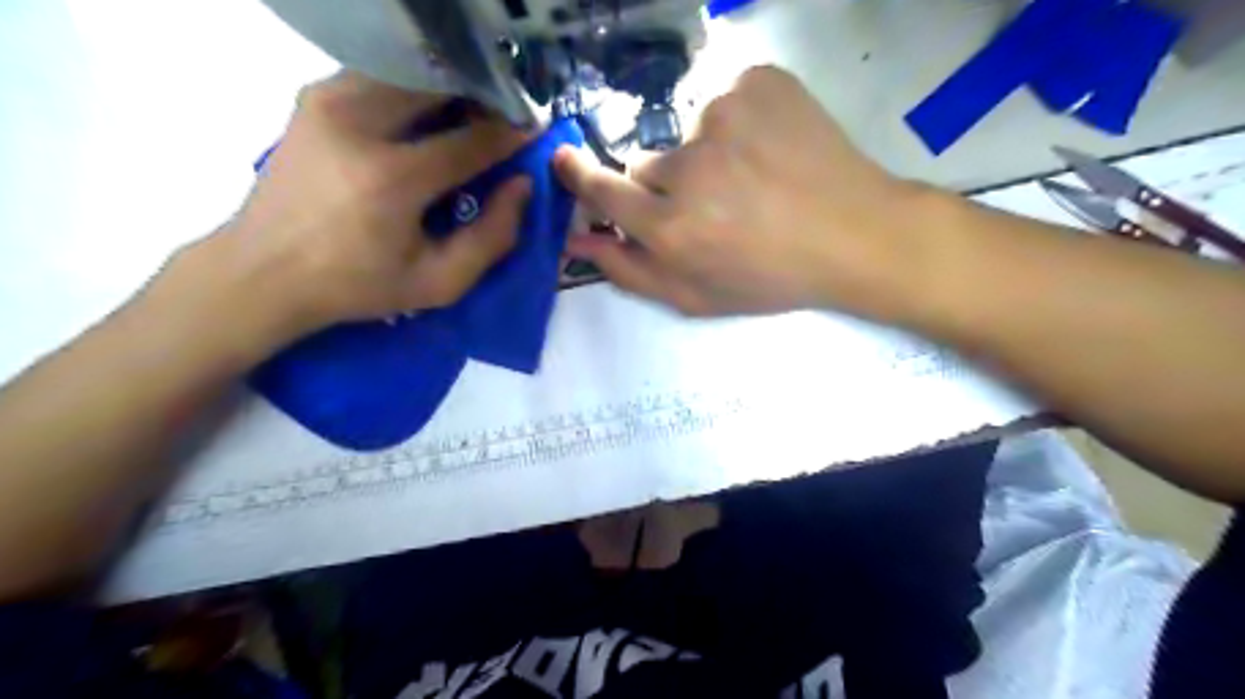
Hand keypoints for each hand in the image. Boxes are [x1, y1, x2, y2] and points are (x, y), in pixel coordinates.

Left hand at [188, 69, 530, 341]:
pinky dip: (412, 92)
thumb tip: (522, 186)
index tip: (534, 131)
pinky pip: (380, 77)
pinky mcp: (313, 97)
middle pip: (441, 87)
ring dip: (447, 92)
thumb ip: (492, 237)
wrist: (263, 270)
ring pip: (410, 74)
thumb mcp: (439, 282)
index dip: (511, 133)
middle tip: (500, 122)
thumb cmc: (358, 285)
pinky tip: (422, 120)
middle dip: (480, 100)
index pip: (472, 139)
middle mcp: (358, 124)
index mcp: (393, 178)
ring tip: (465, 120)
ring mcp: (329, 102)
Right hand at [553, 65, 921, 315]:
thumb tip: (576, 238)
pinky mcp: (757, 82)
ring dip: (705, 154)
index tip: (566, 161)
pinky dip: (739, 123)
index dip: (583, 178)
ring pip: (686, 132)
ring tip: (750, 179)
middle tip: (711, 203)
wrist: (855, 234)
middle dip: (664, 184)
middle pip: (644, 163)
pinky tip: (770, 150)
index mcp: (672, 227)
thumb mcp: (696, 296)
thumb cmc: (771, 277)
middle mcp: (689, 168)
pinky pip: (724, 100)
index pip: (603, 190)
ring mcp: (724, 115)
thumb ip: (629, 271)